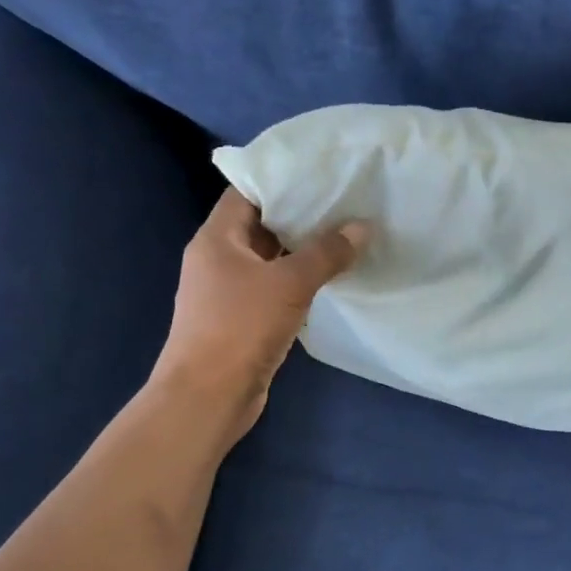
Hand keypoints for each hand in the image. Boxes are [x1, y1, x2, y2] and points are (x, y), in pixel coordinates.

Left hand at [153, 188, 368, 437]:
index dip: (282, 180)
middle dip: (301, 216)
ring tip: (346, 236)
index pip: (247, 193)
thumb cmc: (240, 328)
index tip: (321, 173)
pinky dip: (300, 282)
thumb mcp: (289, 284)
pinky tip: (332, 279)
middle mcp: (218, 259)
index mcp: (217, 239)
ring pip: (271, 260)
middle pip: (261, 226)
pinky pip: (275, 289)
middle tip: (345, 203)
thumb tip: (362, 227)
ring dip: (303, 252)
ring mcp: (229, 292)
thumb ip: (327, 253)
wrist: (208, 397)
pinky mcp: (243, 320)